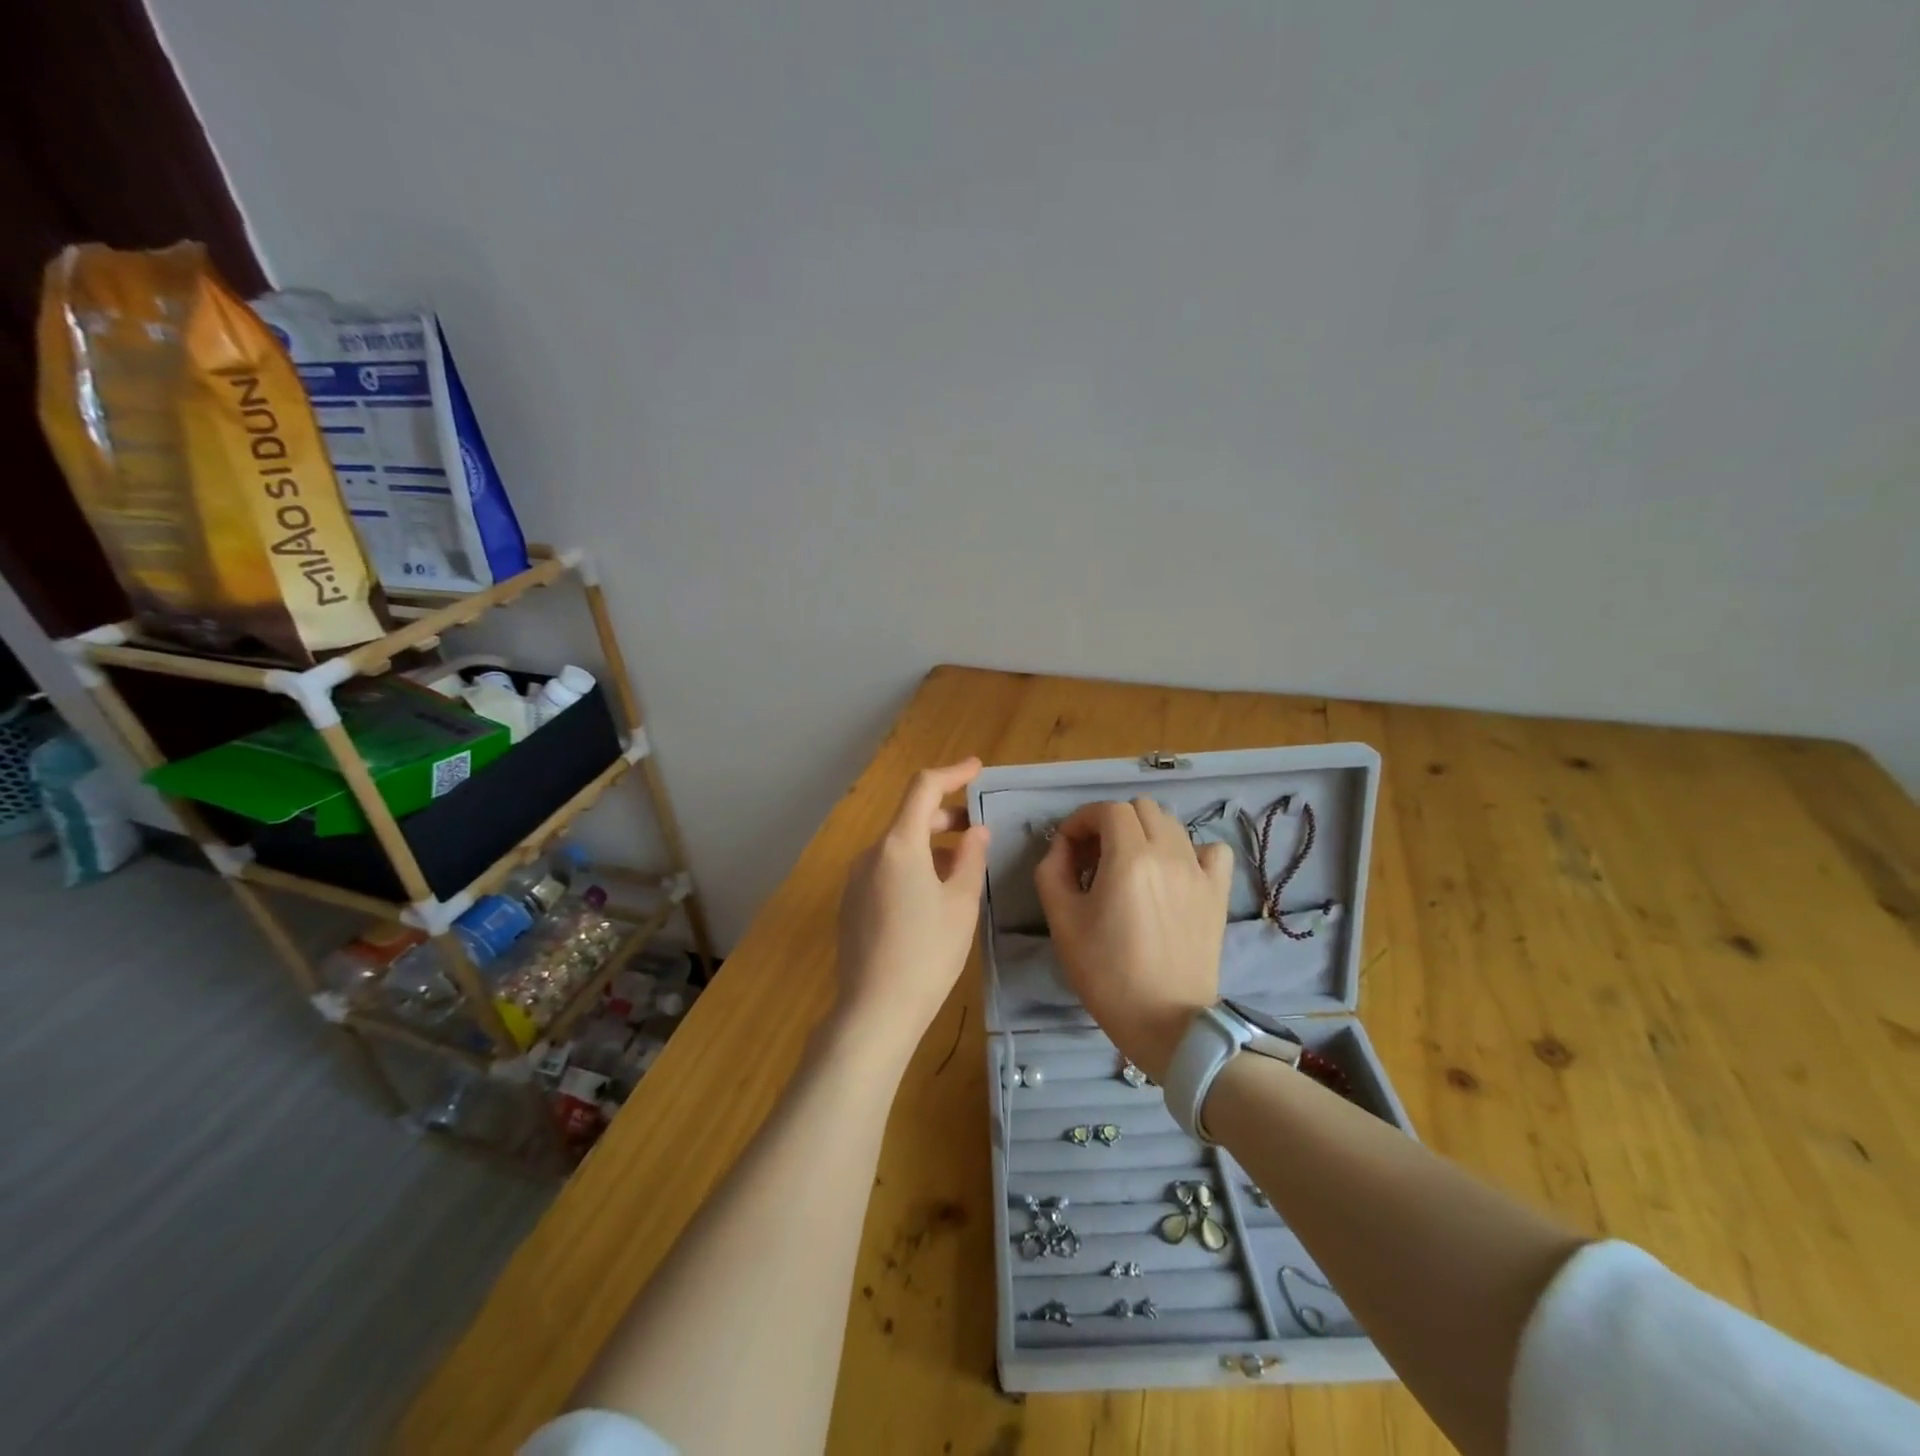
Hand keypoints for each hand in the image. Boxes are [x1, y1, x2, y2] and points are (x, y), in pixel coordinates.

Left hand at [834, 759, 989, 1062]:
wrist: (874, 1010)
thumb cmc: (928, 954)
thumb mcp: (961, 904)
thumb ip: (971, 858)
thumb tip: (975, 831)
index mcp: (899, 845)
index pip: (923, 788)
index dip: (952, 773)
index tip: (977, 768)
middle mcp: (871, 853)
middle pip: (909, 818)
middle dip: (945, 816)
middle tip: (978, 830)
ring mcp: (856, 879)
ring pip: (898, 846)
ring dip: (931, 845)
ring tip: (961, 868)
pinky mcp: (851, 903)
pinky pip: (885, 870)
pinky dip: (912, 867)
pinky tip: (931, 896)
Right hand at [1034, 798, 1232, 1082]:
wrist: (1166, 1021)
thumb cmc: (1106, 973)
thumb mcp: (1062, 921)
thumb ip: (1052, 870)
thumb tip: (1062, 846)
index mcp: (1130, 857)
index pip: (1107, 810)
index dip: (1081, 820)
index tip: (1067, 846)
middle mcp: (1169, 853)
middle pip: (1140, 808)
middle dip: (1111, 822)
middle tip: (1093, 856)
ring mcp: (1199, 871)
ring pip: (1171, 824)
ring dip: (1144, 833)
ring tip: (1129, 866)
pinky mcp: (1218, 892)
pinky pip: (1210, 850)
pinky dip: (1188, 850)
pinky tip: (1173, 873)